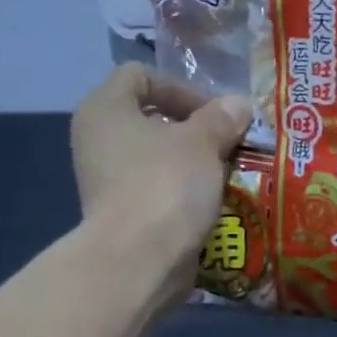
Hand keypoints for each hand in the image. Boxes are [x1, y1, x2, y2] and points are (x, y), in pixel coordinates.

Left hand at [71, 64, 250, 303]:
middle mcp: (97, 139)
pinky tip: (212, 204)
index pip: (141, 75)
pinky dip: (184, 193)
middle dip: (194, 130)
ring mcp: (107, 180)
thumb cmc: (166, 186)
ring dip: (193, 164)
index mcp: (105, 108)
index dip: (182, 87)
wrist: (139, 260)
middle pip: (151, 119)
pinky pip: (158, 190)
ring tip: (227, 175)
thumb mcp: (203, 143)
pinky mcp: (122, 214)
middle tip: (229, 145)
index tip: (216, 114)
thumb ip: (222, 119)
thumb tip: (240, 104)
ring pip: (157, 158)